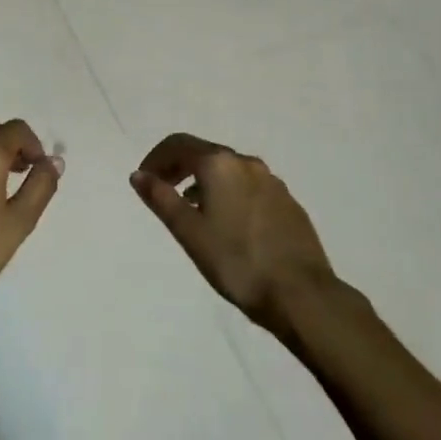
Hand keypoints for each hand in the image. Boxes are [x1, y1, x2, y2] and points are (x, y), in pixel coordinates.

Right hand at [129, 133, 348, 331]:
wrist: (301, 294)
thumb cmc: (236, 261)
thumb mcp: (189, 232)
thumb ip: (161, 199)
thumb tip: (138, 175)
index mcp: (220, 164)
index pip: (179, 145)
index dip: (156, 158)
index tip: (144, 180)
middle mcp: (247, 163)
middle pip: (204, 153)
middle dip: (179, 167)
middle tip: (163, 192)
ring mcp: (272, 182)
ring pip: (228, 170)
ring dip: (204, 181)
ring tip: (192, 211)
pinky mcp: (288, 203)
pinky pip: (249, 186)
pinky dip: (229, 193)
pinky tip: (227, 224)